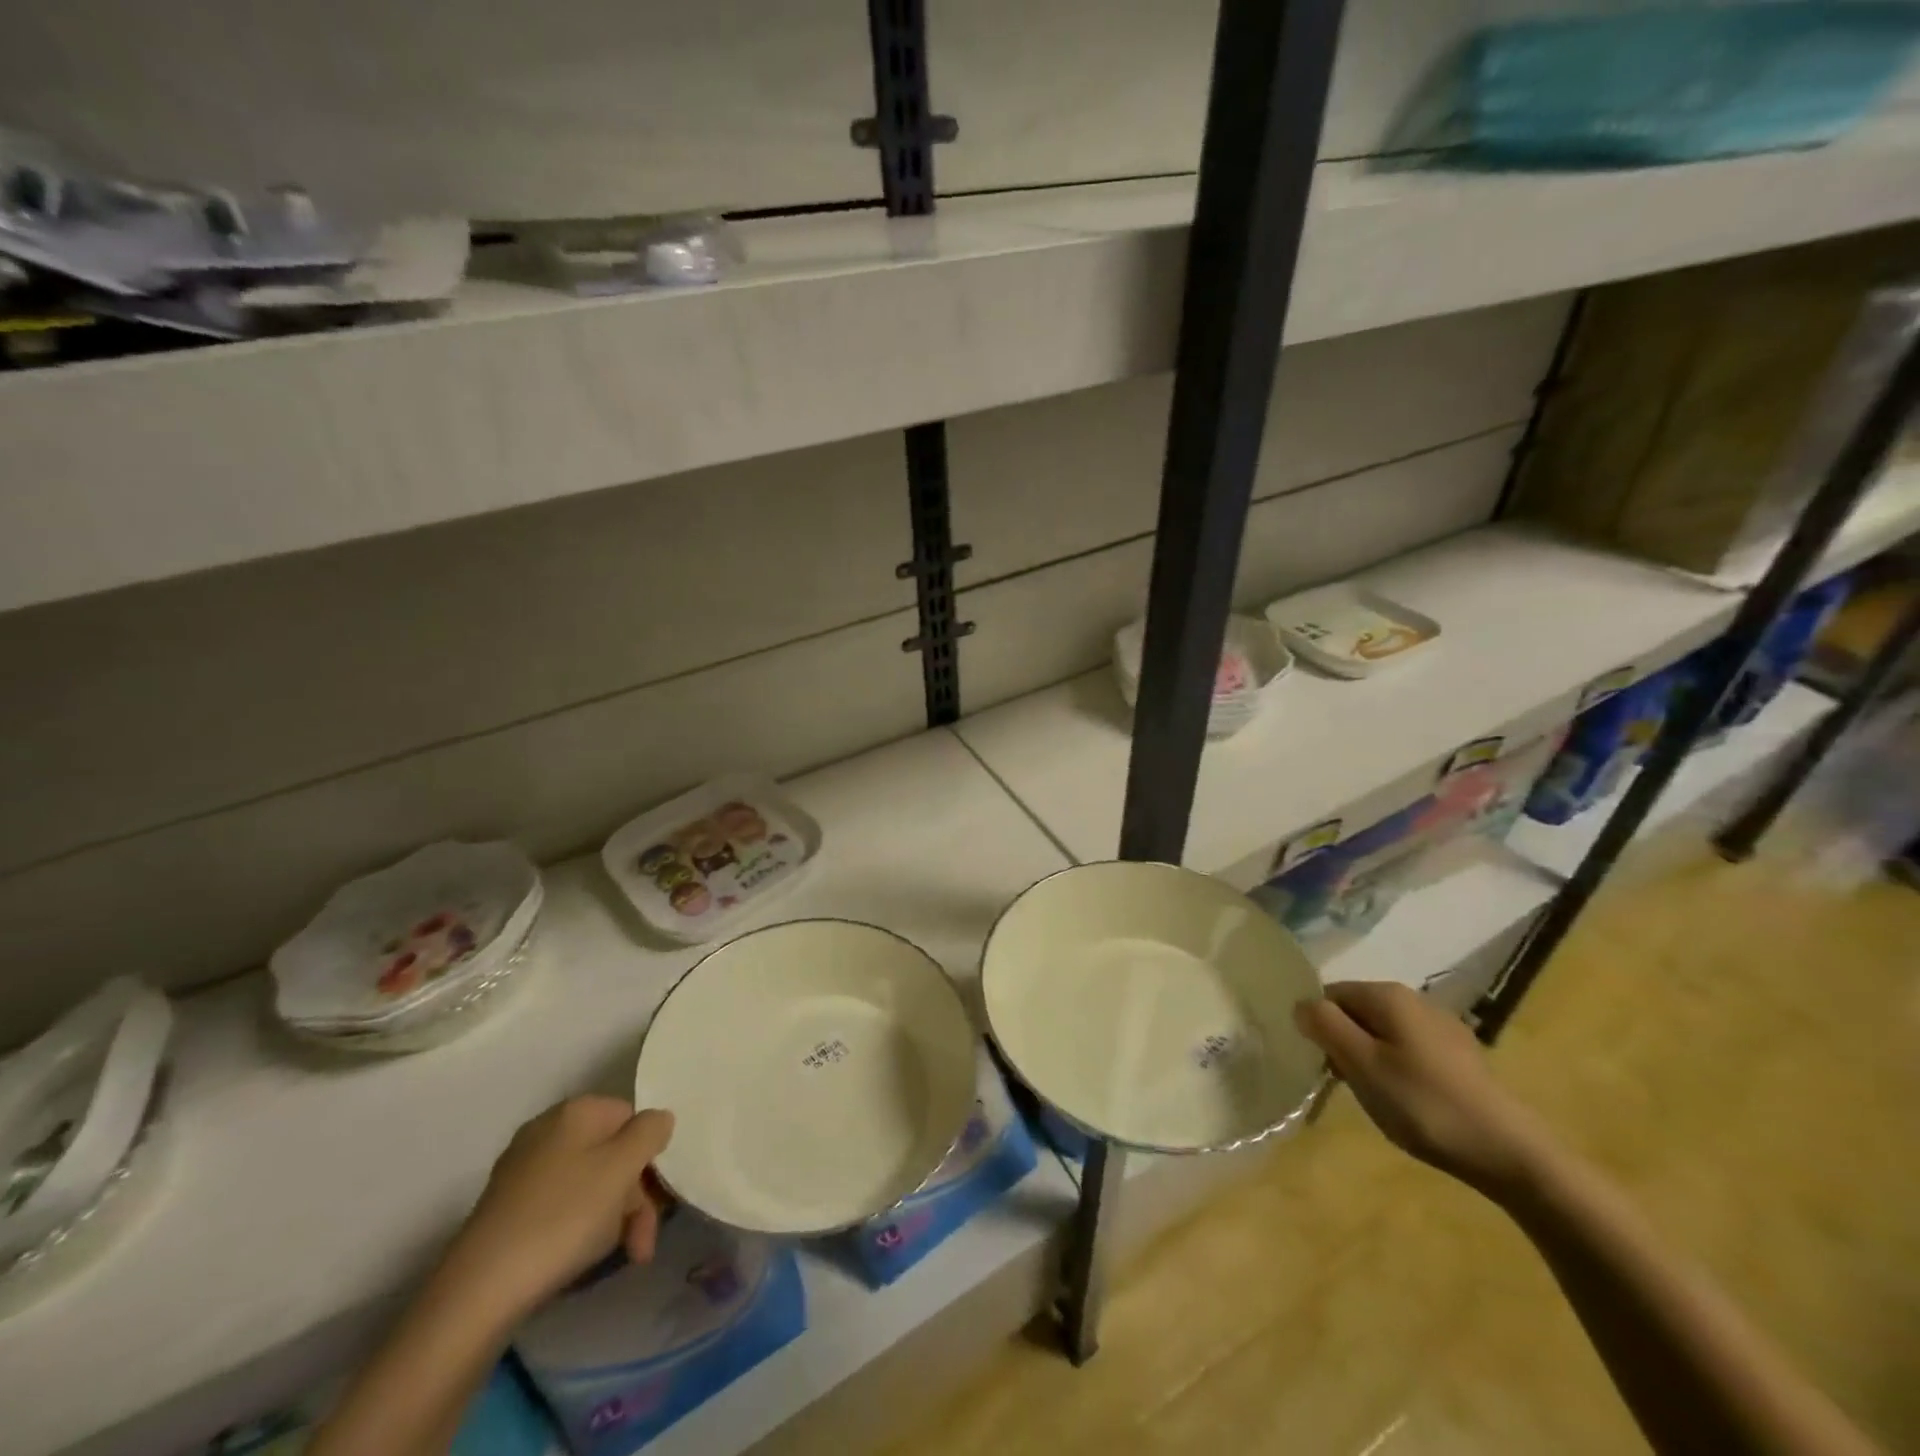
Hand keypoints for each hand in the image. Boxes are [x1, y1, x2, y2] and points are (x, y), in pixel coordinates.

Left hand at [442, 1097, 674, 1320]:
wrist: (478, 1293)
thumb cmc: (563, 1218)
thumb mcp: (622, 1167)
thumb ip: (650, 1132)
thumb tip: (658, 1119)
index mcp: (577, 1111)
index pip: (634, 1118)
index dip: (651, 1158)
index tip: (659, 1202)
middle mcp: (548, 1129)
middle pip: (612, 1153)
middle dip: (635, 1198)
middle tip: (642, 1244)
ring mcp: (522, 1169)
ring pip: (589, 1183)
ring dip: (613, 1218)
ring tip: (619, 1257)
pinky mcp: (506, 1208)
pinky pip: (560, 1205)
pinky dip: (579, 1228)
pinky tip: (580, 1257)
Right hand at [1294, 981, 1551, 1198]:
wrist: (1510, 1152)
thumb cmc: (1423, 1104)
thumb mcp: (1361, 1064)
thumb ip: (1324, 1025)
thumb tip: (1301, 1004)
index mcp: (1387, 994)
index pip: (1330, 994)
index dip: (1320, 1027)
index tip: (1326, 1065)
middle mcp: (1415, 999)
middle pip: (1357, 1011)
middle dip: (1345, 1042)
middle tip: (1350, 1084)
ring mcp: (1442, 1026)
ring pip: (1383, 1031)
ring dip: (1371, 1058)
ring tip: (1380, 1097)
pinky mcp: (1461, 1055)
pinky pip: (1410, 1049)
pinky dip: (1399, 1068)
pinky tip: (1411, 1101)